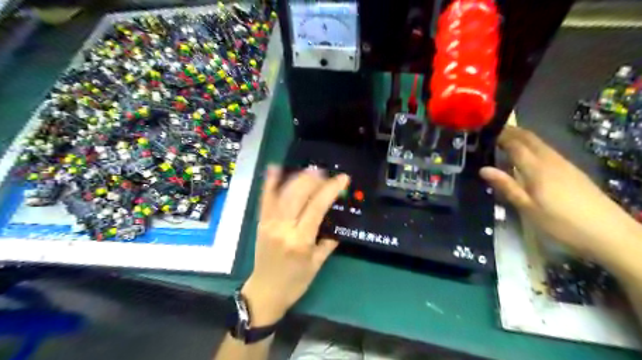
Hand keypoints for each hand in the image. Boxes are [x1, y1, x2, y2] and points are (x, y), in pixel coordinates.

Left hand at [242, 165, 349, 325]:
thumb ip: (328, 242)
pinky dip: (269, 183)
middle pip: (298, 195)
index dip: (331, 189)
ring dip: (297, 178)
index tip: (343, 179)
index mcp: (300, 240)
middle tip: (327, 173)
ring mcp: (269, 223)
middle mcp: (283, 228)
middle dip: (314, 179)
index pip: (317, 207)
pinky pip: (265, 199)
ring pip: (283, 193)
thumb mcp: (317, 264)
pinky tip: (275, 168)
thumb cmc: (295, 282)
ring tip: (311, 171)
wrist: (265, 292)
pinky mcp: (261, 222)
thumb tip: (339, 223)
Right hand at [479, 126, 638, 255]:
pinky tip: (528, 156)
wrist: (609, 233)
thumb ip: (507, 186)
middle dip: (511, 132)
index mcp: (537, 168)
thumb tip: (483, 169)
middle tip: (492, 133)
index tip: (484, 134)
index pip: (515, 144)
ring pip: (539, 143)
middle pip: (529, 138)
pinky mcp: (572, 170)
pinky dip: (533, 146)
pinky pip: (547, 150)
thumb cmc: (561, 223)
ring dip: (522, 137)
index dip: (500, 136)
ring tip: (505, 141)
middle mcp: (550, 160)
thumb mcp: (528, 208)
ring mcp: (564, 164)